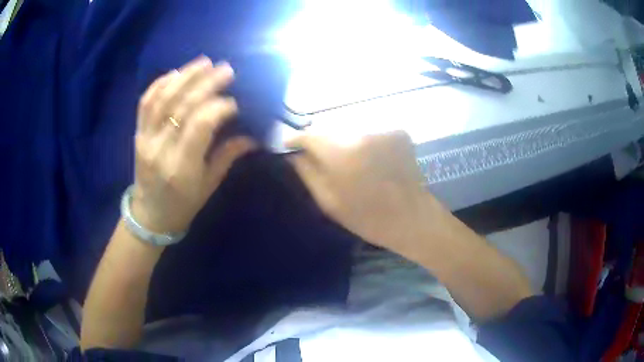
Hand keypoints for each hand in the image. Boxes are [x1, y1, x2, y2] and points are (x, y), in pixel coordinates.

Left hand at [132, 56, 255, 233]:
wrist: (150, 215)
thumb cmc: (183, 205)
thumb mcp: (209, 185)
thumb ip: (228, 155)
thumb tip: (253, 135)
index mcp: (182, 167)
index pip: (200, 125)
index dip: (219, 107)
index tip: (235, 101)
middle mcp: (161, 149)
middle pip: (182, 106)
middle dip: (206, 84)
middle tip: (225, 69)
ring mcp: (145, 139)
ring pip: (163, 99)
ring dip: (184, 76)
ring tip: (204, 62)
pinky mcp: (137, 133)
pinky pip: (145, 103)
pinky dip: (159, 84)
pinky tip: (176, 73)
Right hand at [287, 131, 453, 256]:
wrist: (412, 218)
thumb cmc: (368, 217)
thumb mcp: (328, 201)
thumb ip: (306, 172)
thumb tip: (291, 153)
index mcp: (341, 153)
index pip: (309, 134)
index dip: (296, 139)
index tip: (290, 146)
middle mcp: (362, 132)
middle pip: (329, 128)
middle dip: (321, 141)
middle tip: (319, 157)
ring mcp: (383, 129)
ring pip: (350, 128)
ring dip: (343, 141)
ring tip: (347, 161)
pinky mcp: (398, 131)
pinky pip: (370, 131)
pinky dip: (364, 142)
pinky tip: (369, 159)